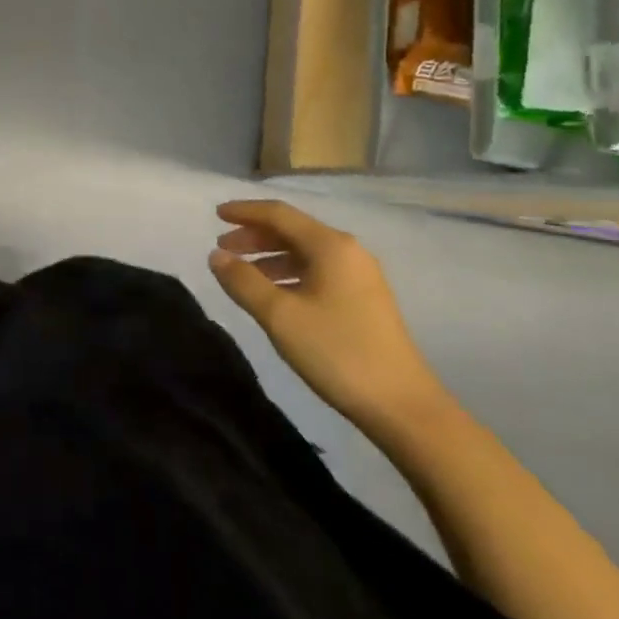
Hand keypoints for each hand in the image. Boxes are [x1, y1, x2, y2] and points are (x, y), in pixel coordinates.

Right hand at [210, 199, 449, 434]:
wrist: (403, 406)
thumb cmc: (337, 352)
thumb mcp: (280, 316)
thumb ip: (243, 281)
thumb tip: (216, 255)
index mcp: (330, 246)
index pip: (279, 214)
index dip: (245, 212)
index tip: (215, 214)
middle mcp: (348, 252)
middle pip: (293, 230)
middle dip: (255, 235)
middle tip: (222, 248)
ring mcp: (360, 276)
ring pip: (305, 252)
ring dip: (270, 256)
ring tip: (241, 273)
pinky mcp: (364, 300)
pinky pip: (317, 271)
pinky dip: (289, 273)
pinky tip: (274, 294)